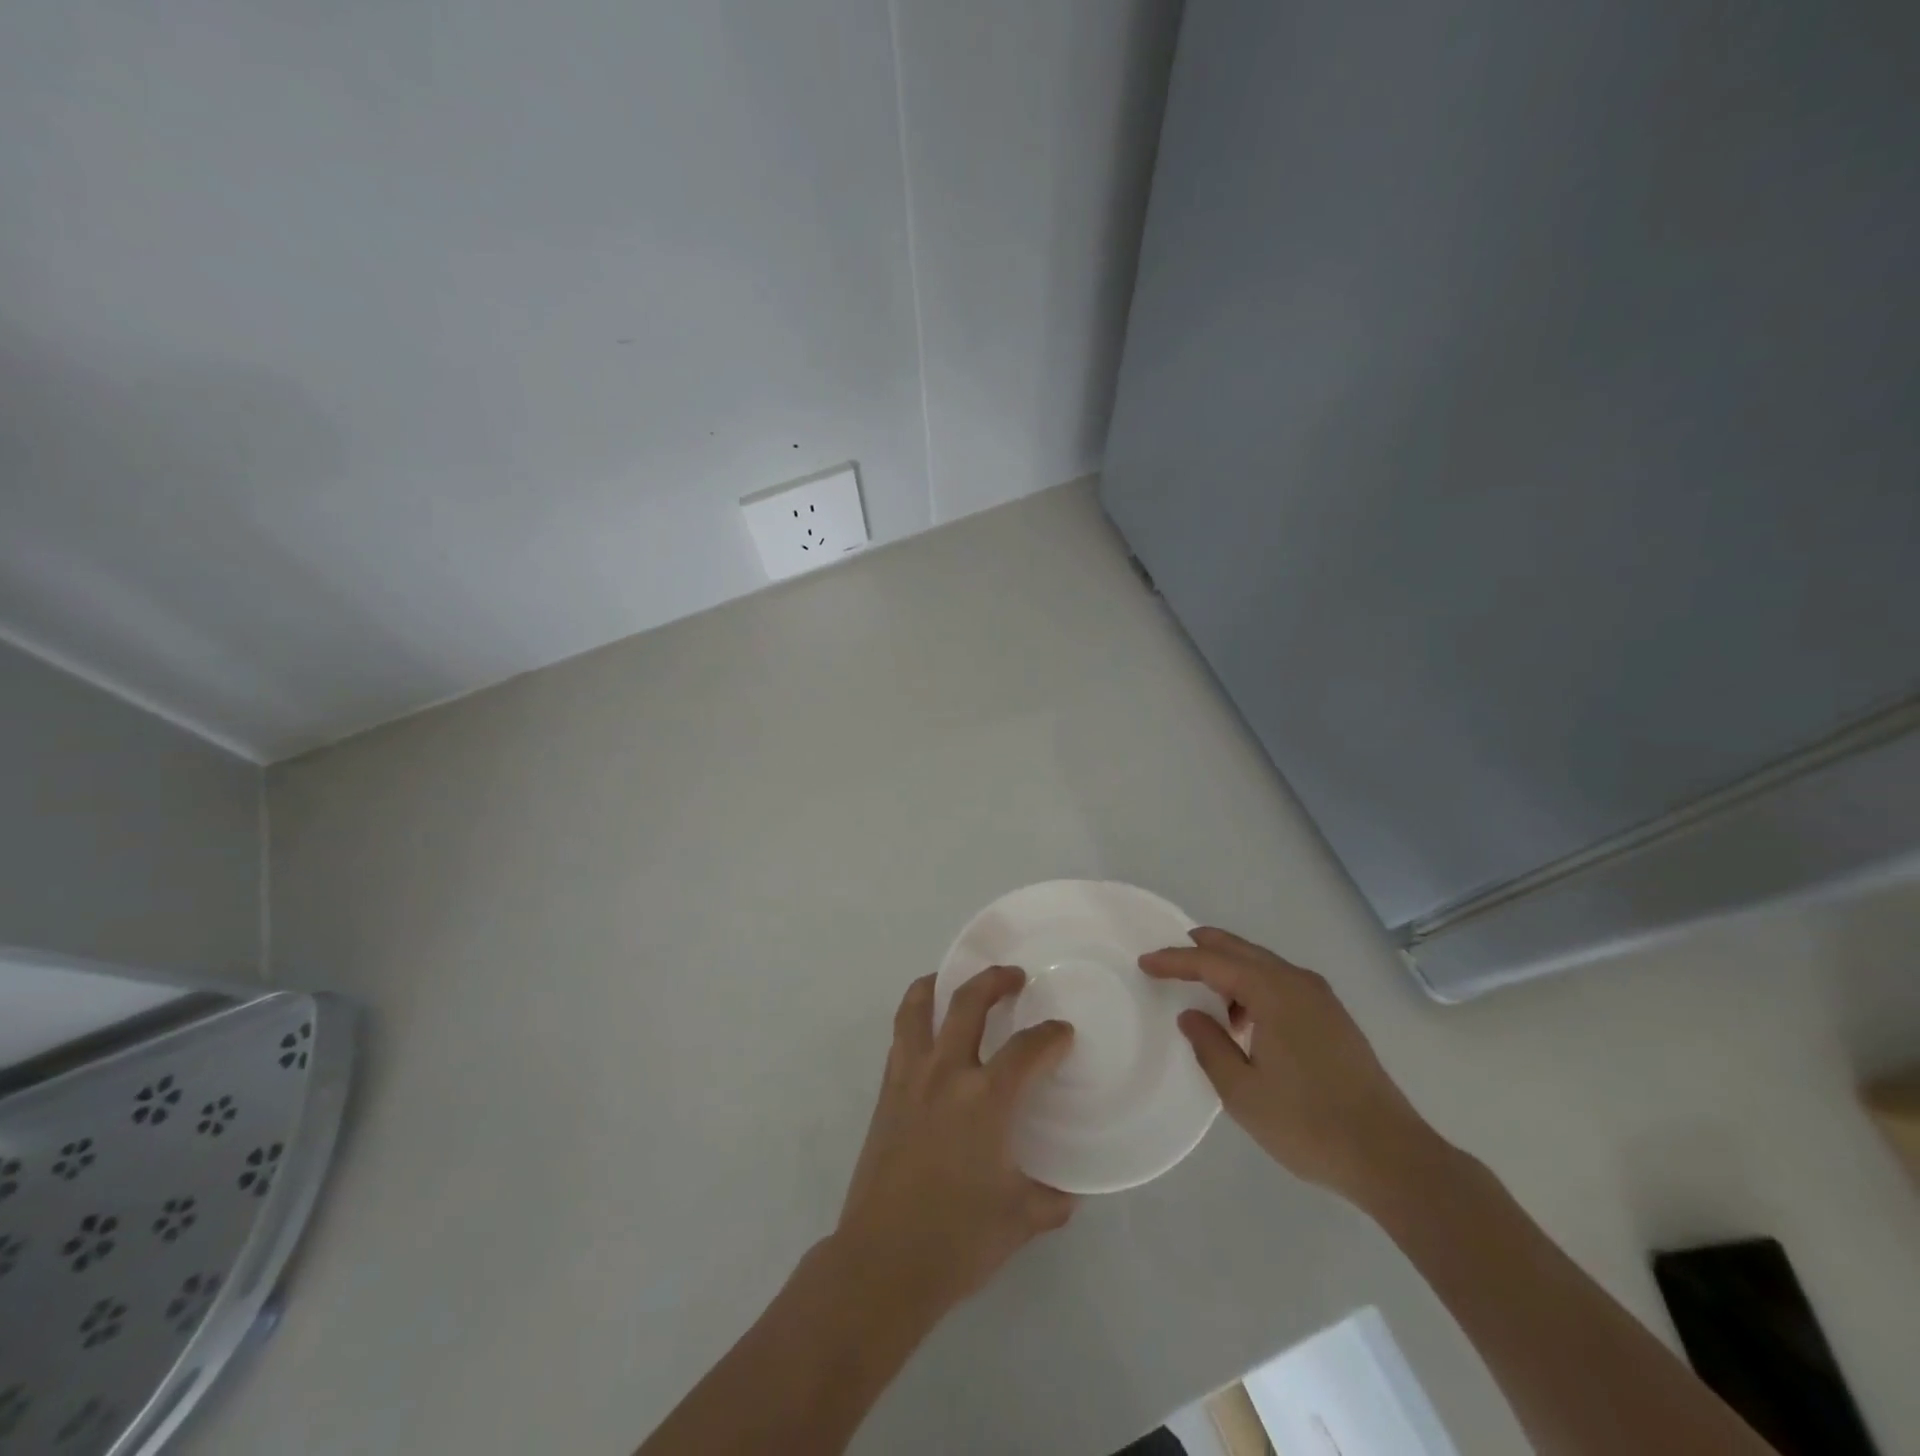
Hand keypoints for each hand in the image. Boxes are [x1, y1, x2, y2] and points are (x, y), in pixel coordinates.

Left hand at [834, 967, 1076, 1316]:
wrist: (882, 1261)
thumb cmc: (957, 1239)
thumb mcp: (1020, 1220)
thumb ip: (1050, 1198)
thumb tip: (1069, 1190)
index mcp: (987, 1098)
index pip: (1028, 1049)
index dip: (1051, 1035)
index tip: (1062, 1032)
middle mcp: (947, 1073)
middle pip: (969, 1002)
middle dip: (995, 981)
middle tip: (1014, 976)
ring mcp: (910, 1078)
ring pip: (918, 1008)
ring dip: (938, 985)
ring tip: (951, 980)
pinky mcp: (886, 1092)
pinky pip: (900, 1037)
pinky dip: (914, 1018)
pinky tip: (926, 1032)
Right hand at [1141, 927, 1439, 1204]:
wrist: (1391, 1157)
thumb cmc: (1308, 1124)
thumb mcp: (1242, 1091)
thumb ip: (1210, 1046)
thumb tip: (1192, 1015)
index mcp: (1273, 992)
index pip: (1212, 962)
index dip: (1175, 960)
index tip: (1145, 962)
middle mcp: (1298, 982)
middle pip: (1240, 950)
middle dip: (1202, 948)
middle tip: (1170, 956)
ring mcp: (1321, 998)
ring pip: (1263, 964)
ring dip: (1230, 969)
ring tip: (1205, 994)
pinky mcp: (1334, 1017)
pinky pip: (1282, 983)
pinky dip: (1254, 986)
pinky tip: (1246, 1021)